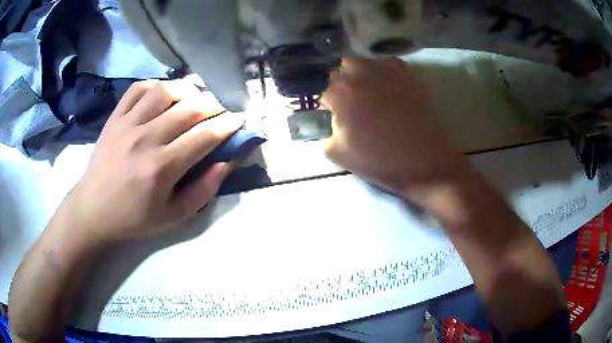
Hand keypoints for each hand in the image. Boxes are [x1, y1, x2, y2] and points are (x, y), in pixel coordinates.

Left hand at [64, 79, 243, 242]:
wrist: (93, 210)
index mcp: (162, 167)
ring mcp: (128, 124)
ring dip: (187, 90)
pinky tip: (164, 93)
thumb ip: (203, 191)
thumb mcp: (173, 217)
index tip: (239, 119)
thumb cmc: (134, 218)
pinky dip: (156, 85)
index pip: (205, 136)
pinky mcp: (115, 118)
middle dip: (214, 105)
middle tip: (220, 110)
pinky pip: (138, 89)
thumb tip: (226, 162)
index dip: (228, 125)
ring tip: (194, 98)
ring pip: (165, 91)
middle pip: (189, 108)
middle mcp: (146, 139)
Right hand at [322, 58, 471, 202]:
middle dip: (341, 82)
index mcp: (341, 93)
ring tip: (368, 91)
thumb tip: (332, 120)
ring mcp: (387, 71)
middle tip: (349, 100)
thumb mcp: (339, 154)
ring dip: (360, 73)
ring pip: (364, 62)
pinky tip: (386, 84)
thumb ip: (326, 132)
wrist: (424, 162)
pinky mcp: (407, 74)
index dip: (326, 101)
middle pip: (341, 68)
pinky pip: (388, 63)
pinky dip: (383, 69)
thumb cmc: (380, 161)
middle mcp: (361, 74)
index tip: (331, 112)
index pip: (322, 88)